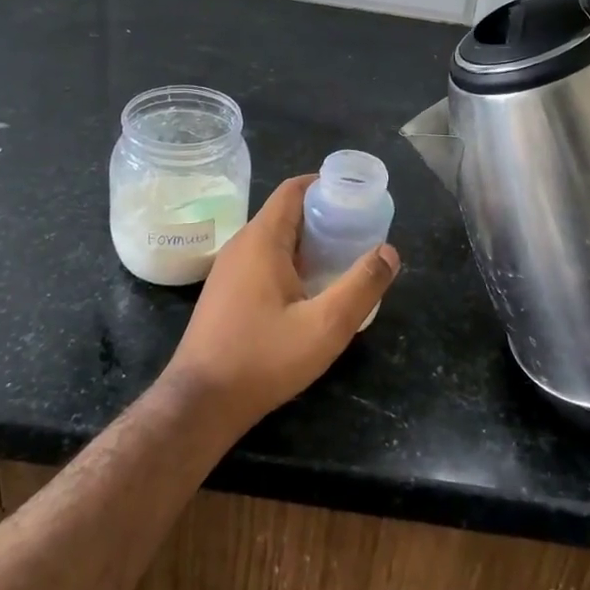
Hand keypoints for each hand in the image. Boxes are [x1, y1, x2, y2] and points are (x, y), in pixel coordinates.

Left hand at [161, 175, 399, 430]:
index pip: (294, 189)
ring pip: (274, 238)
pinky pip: (262, 260)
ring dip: (308, 242)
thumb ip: (361, 286)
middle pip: (286, 212)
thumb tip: (389, 251)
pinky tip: (309, 291)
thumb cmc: (263, 359)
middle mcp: (242, 244)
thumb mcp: (325, 326)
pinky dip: (290, 261)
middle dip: (323, 216)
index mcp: (262, 239)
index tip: (357, 199)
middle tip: (358, 233)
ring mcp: (229, 269)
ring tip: (341, 260)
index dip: (326, 185)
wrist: (200, 403)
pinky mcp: (225, 292)